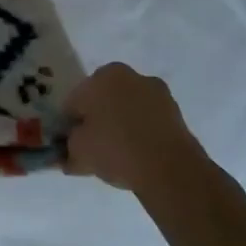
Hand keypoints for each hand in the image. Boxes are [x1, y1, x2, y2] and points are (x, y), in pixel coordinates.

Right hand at [64, 64, 214, 207]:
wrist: (170, 169)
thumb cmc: (115, 149)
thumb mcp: (78, 152)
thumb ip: (68, 147)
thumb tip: (68, 151)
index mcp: (102, 76)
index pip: (75, 101)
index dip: (70, 123)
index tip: (71, 142)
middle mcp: (130, 76)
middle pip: (103, 99)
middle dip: (97, 119)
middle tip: (93, 147)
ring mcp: (156, 93)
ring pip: (127, 109)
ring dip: (120, 125)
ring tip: (117, 155)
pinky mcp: (176, 113)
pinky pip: (148, 121)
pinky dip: (141, 133)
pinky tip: (137, 156)